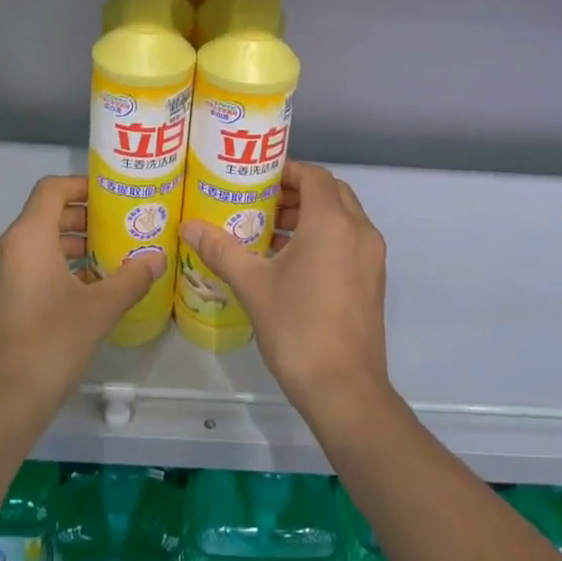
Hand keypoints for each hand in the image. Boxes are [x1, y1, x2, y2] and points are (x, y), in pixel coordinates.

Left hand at [0, 175, 161, 422]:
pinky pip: (26, 266)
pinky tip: (86, 289)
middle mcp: (5, 248)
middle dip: (82, 218)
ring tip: (108, 258)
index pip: (52, 189)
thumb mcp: (101, 308)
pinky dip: (54, 266)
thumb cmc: (52, 342)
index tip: (111, 196)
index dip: (81, 185)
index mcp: (27, 237)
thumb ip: (132, 278)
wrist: (3, 402)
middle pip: (45, 215)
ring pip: (36, 243)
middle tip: (118, 227)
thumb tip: (158, 259)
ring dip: (70, 244)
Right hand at [178, 162, 390, 423]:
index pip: (315, 176)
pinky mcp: (373, 282)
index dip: (287, 171)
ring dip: (311, 216)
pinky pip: (349, 242)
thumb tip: (188, 227)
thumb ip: (221, 249)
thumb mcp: (253, 285)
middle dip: (297, 192)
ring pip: (343, 219)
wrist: (344, 389)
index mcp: (333, 223)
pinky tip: (291, 263)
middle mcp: (360, 232)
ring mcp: (372, 258)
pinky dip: (325, 238)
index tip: (257, 179)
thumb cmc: (297, 328)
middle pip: (331, 193)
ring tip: (270, 232)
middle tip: (261, 203)